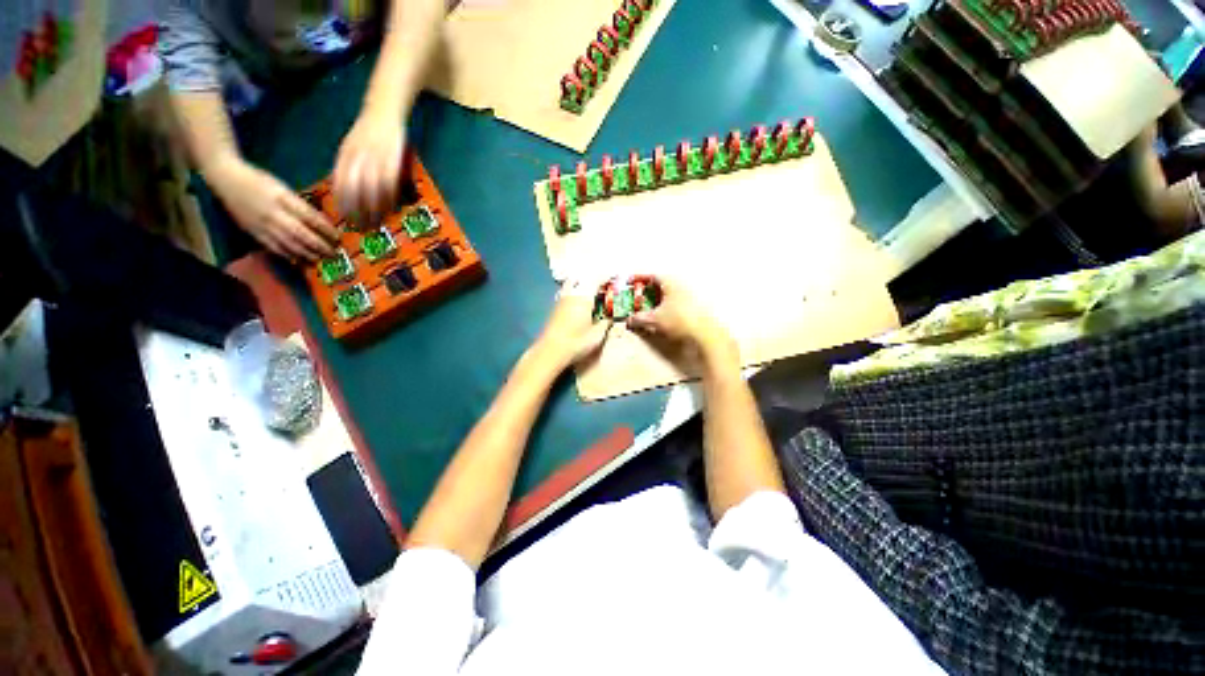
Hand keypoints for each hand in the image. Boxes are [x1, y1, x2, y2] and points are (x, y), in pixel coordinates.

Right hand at [208, 158, 337, 261]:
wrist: (225, 177)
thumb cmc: (259, 180)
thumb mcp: (282, 187)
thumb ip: (299, 204)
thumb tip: (321, 221)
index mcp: (282, 198)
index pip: (309, 216)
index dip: (326, 229)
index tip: (338, 237)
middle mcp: (273, 212)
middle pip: (300, 233)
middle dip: (319, 245)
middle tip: (334, 252)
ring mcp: (261, 223)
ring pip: (288, 242)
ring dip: (307, 253)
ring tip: (321, 259)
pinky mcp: (252, 231)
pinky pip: (272, 246)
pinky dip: (288, 255)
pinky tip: (300, 261)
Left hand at [333, 108, 405, 226]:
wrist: (384, 109)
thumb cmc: (369, 130)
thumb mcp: (352, 146)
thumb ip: (349, 165)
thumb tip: (348, 189)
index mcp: (344, 155)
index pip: (339, 184)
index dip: (343, 204)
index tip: (347, 219)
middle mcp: (356, 158)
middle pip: (354, 189)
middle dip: (358, 211)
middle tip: (363, 227)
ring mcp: (374, 158)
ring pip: (371, 189)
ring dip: (374, 208)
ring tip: (378, 222)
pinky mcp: (391, 159)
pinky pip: (389, 182)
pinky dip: (389, 197)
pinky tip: (391, 208)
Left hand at [533, 279, 613, 369]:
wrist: (550, 351)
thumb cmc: (576, 342)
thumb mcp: (597, 335)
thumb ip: (606, 323)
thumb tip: (612, 317)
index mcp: (584, 297)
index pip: (597, 279)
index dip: (607, 276)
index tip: (615, 276)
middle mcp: (572, 294)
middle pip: (582, 277)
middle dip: (593, 278)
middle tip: (603, 284)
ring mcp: (561, 300)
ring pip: (572, 283)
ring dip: (582, 283)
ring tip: (591, 291)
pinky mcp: (555, 308)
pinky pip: (567, 292)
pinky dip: (575, 291)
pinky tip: (579, 301)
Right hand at [627, 276, 736, 369]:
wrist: (705, 334)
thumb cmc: (679, 320)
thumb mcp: (654, 320)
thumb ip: (638, 319)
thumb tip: (629, 320)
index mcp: (670, 282)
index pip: (651, 275)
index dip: (639, 279)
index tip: (630, 284)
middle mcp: (681, 284)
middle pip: (660, 284)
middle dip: (647, 291)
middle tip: (638, 299)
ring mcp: (690, 294)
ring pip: (669, 293)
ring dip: (657, 300)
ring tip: (649, 310)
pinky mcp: (695, 305)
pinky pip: (676, 301)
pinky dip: (667, 306)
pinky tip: (663, 316)